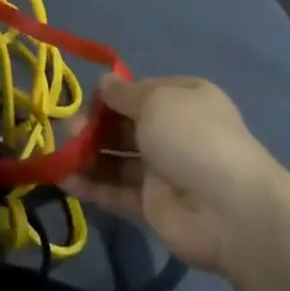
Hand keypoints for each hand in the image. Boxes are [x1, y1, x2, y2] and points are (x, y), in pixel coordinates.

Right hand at [63, 76, 289, 273]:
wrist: (228, 209)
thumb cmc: (192, 137)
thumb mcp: (157, 101)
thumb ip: (124, 94)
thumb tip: (105, 81)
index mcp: (182, 100)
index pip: (139, 93)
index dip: (111, 96)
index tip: (87, 101)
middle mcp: (173, 132)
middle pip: (123, 126)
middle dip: (93, 126)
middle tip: (69, 131)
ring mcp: (162, 171)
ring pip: (115, 159)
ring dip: (87, 155)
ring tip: (60, 155)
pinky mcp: (150, 205)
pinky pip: (114, 191)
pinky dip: (90, 185)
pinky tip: (63, 179)